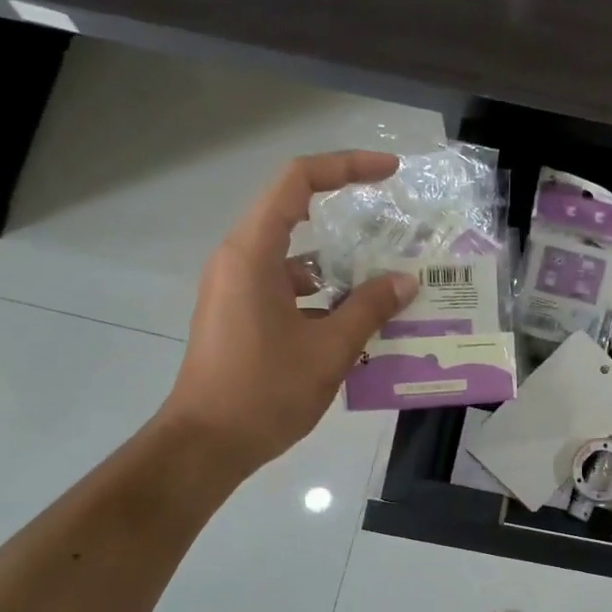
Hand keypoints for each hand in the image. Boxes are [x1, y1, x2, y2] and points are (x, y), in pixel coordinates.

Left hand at [161, 151, 415, 470]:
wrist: (206, 444)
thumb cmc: (265, 392)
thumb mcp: (329, 349)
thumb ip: (369, 309)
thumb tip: (404, 282)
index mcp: (253, 253)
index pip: (297, 182)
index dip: (345, 167)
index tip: (388, 174)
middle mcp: (238, 261)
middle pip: (295, 216)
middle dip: (348, 221)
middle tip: (394, 236)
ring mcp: (235, 289)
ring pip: (294, 260)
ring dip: (338, 270)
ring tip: (385, 290)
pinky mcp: (238, 316)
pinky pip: (285, 290)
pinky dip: (320, 297)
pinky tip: (354, 326)